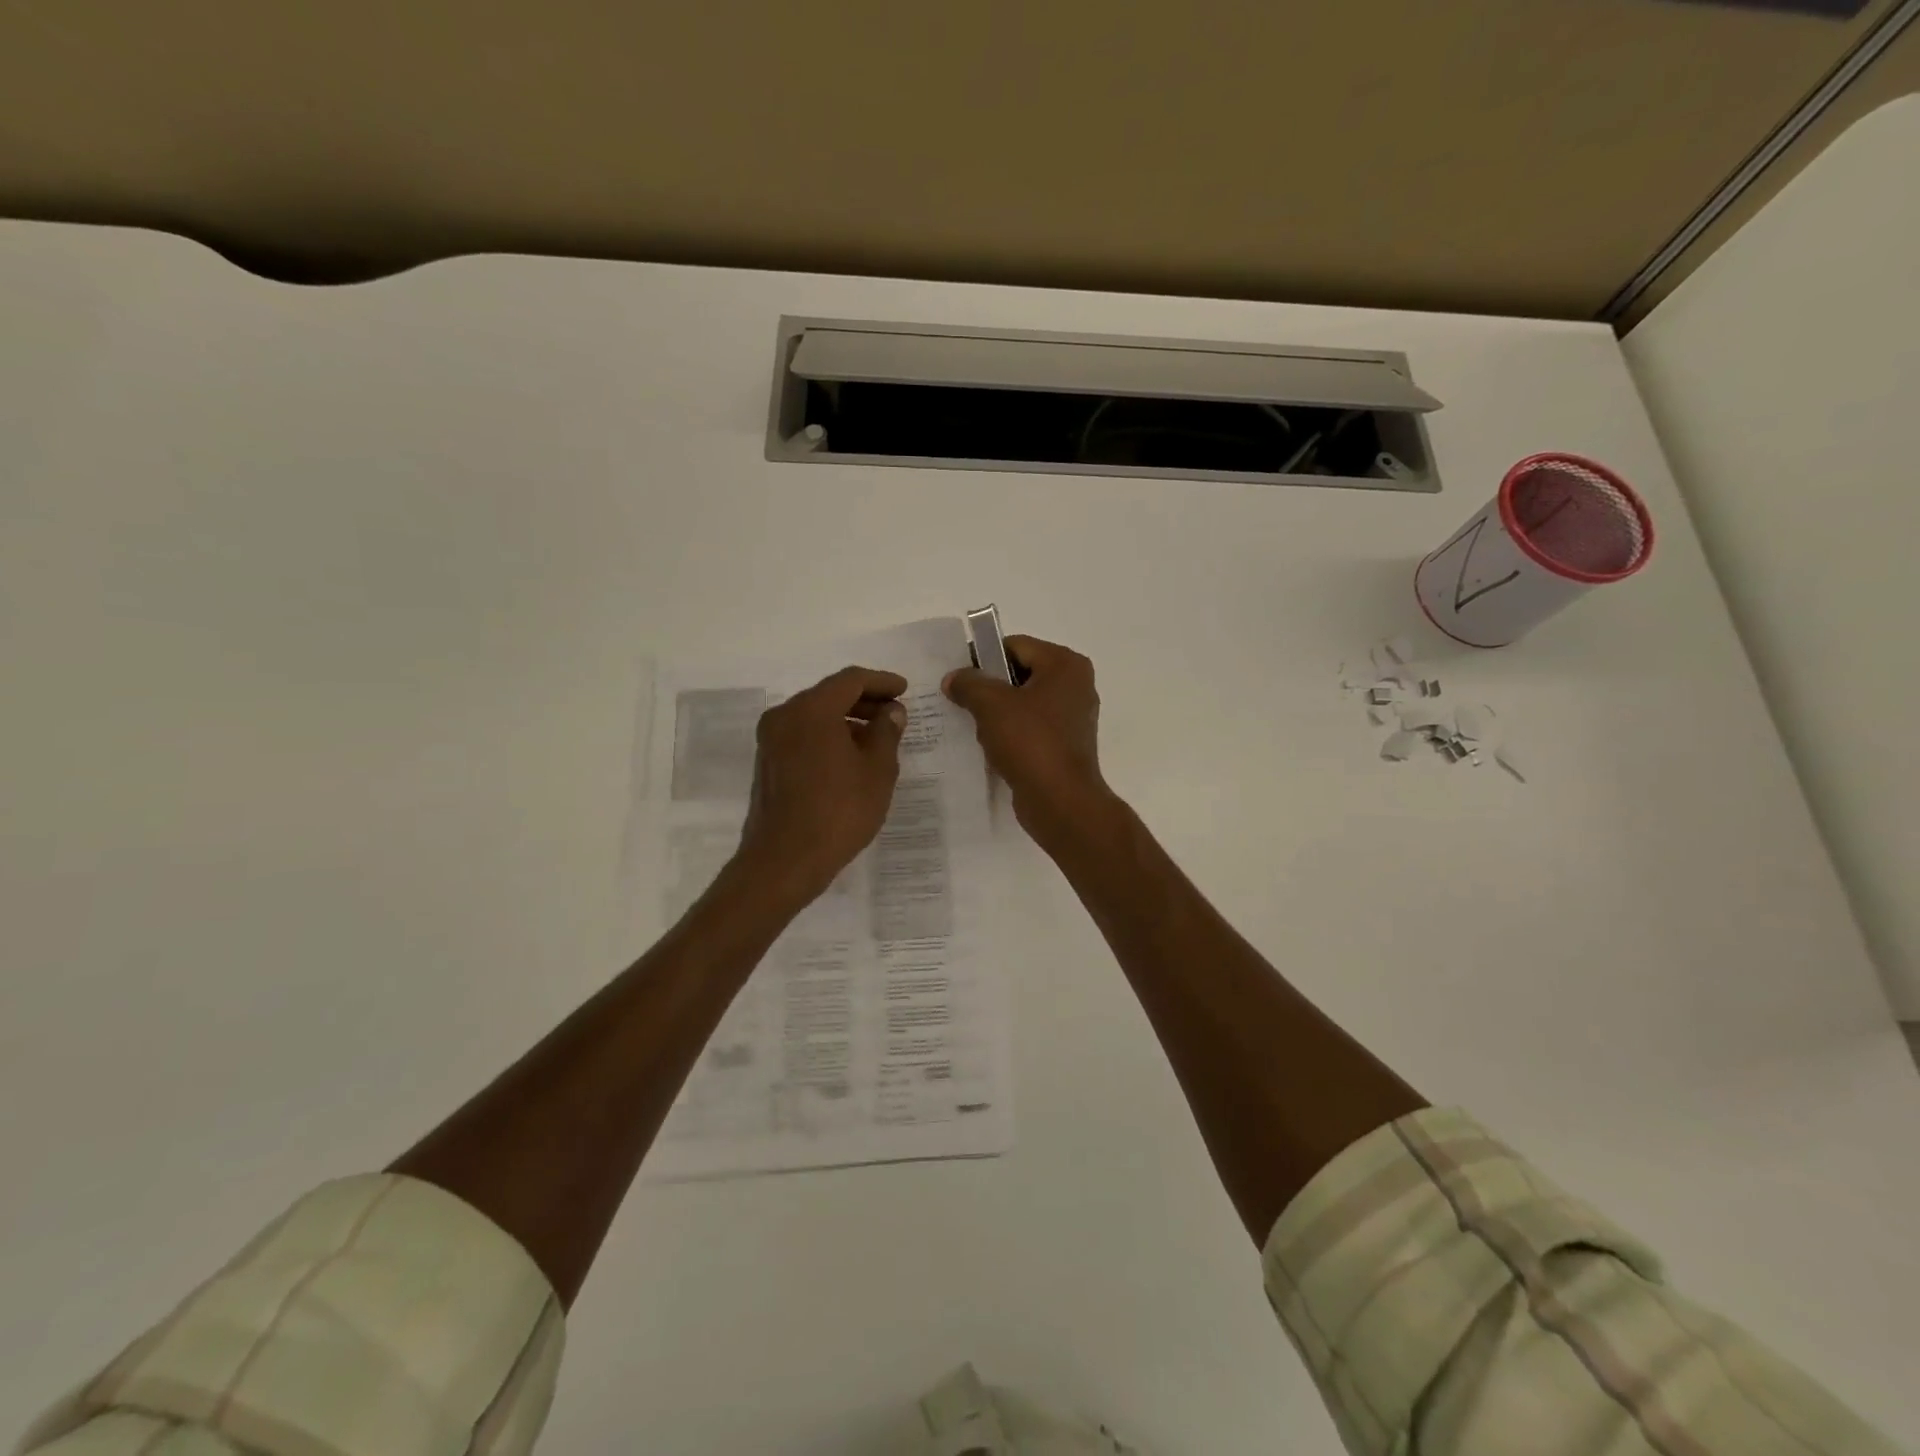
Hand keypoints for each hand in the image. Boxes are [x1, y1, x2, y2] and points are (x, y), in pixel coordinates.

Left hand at [734, 665, 907, 907]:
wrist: (784, 861)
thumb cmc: (839, 812)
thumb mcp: (877, 771)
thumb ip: (886, 732)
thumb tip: (891, 711)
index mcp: (811, 710)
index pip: (851, 680)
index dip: (882, 682)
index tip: (904, 690)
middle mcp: (785, 715)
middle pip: (829, 694)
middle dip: (864, 700)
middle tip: (894, 713)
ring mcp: (771, 740)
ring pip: (815, 715)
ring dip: (847, 720)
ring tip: (877, 738)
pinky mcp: (768, 762)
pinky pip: (803, 735)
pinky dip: (828, 736)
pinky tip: (850, 757)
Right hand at [942, 636, 1117, 849]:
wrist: (1060, 801)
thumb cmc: (1030, 743)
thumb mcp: (991, 705)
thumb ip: (969, 683)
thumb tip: (954, 678)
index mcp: (1065, 665)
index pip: (1015, 646)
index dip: (982, 657)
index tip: (957, 676)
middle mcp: (1075, 685)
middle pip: (1019, 674)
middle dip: (988, 687)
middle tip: (960, 701)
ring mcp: (1073, 717)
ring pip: (1023, 703)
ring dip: (996, 713)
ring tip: (972, 727)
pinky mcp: (1065, 745)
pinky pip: (1030, 728)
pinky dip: (1009, 733)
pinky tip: (989, 747)